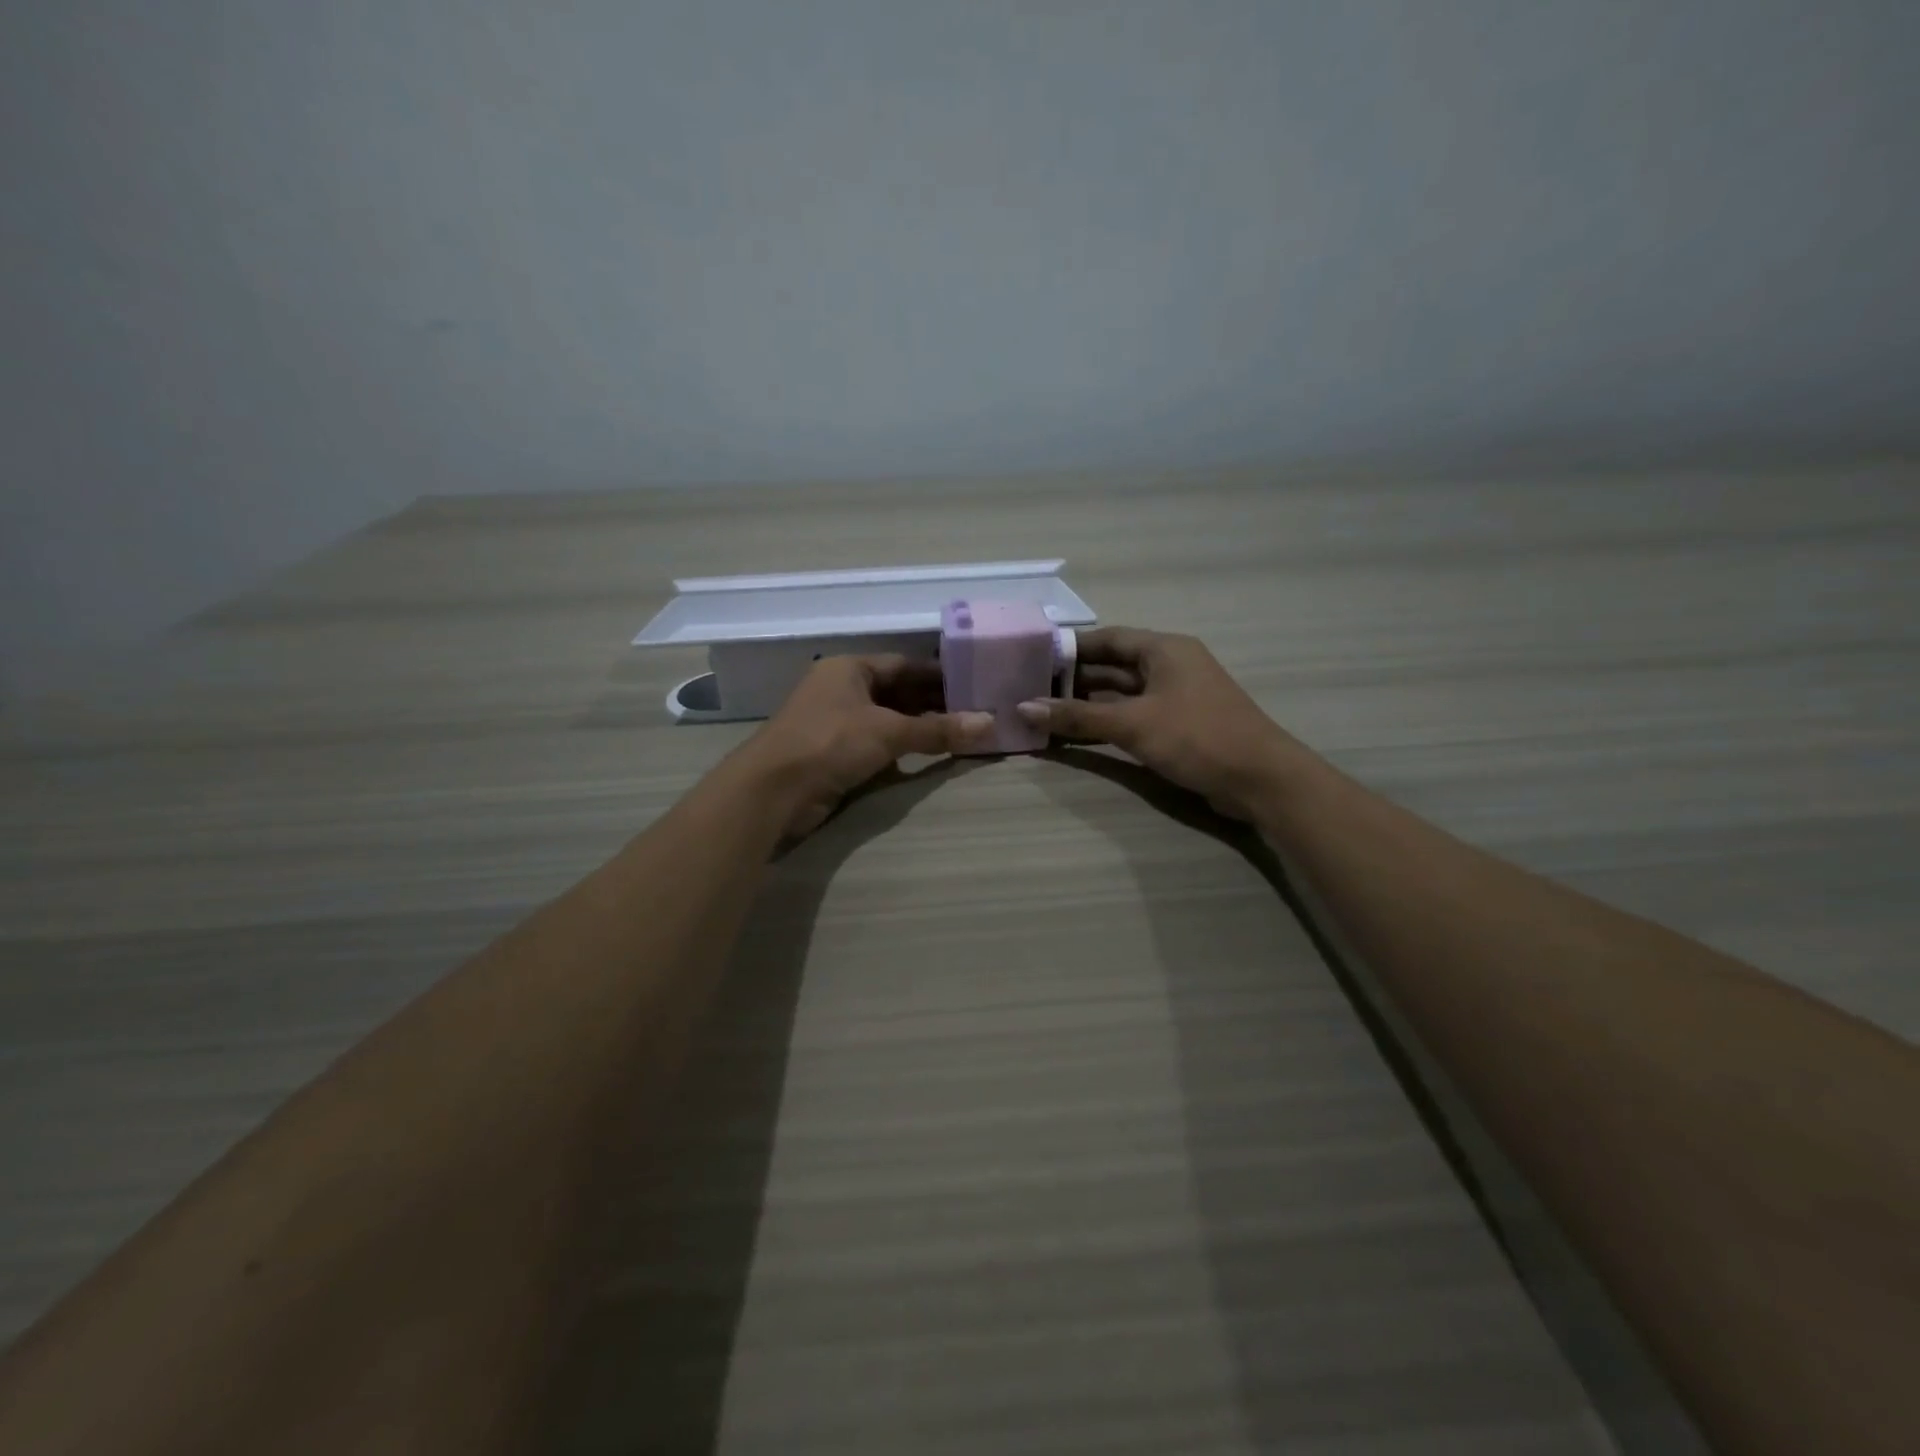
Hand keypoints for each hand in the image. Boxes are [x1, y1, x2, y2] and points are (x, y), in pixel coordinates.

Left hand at [741, 655, 993, 838]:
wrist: (773, 791)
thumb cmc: (829, 743)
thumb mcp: (888, 732)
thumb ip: (938, 730)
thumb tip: (990, 724)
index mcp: (849, 668)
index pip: (903, 664)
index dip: (938, 675)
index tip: (974, 685)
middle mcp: (841, 689)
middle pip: (897, 692)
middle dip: (933, 704)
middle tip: (975, 713)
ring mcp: (835, 723)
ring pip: (887, 720)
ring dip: (919, 728)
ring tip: (962, 734)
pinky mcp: (833, 754)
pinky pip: (877, 744)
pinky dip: (902, 749)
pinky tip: (929, 755)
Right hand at [1017, 628, 1296, 819]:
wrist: (1260, 779)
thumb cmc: (1197, 737)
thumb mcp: (1133, 724)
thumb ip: (1078, 716)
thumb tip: (1024, 707)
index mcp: (1164, 650)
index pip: (1108, 638)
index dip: (1071, 648)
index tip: (1034, 658)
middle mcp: (1169, 666)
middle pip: (1113, 667)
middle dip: (1074, 679)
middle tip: (1031, 689)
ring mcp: (1175, 697)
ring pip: (1121, 694)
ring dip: (1087, 704)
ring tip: (1044, 712)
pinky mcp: (1178, 726)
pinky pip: (1133, 716)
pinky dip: (1106, 723)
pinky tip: (1076, 734)